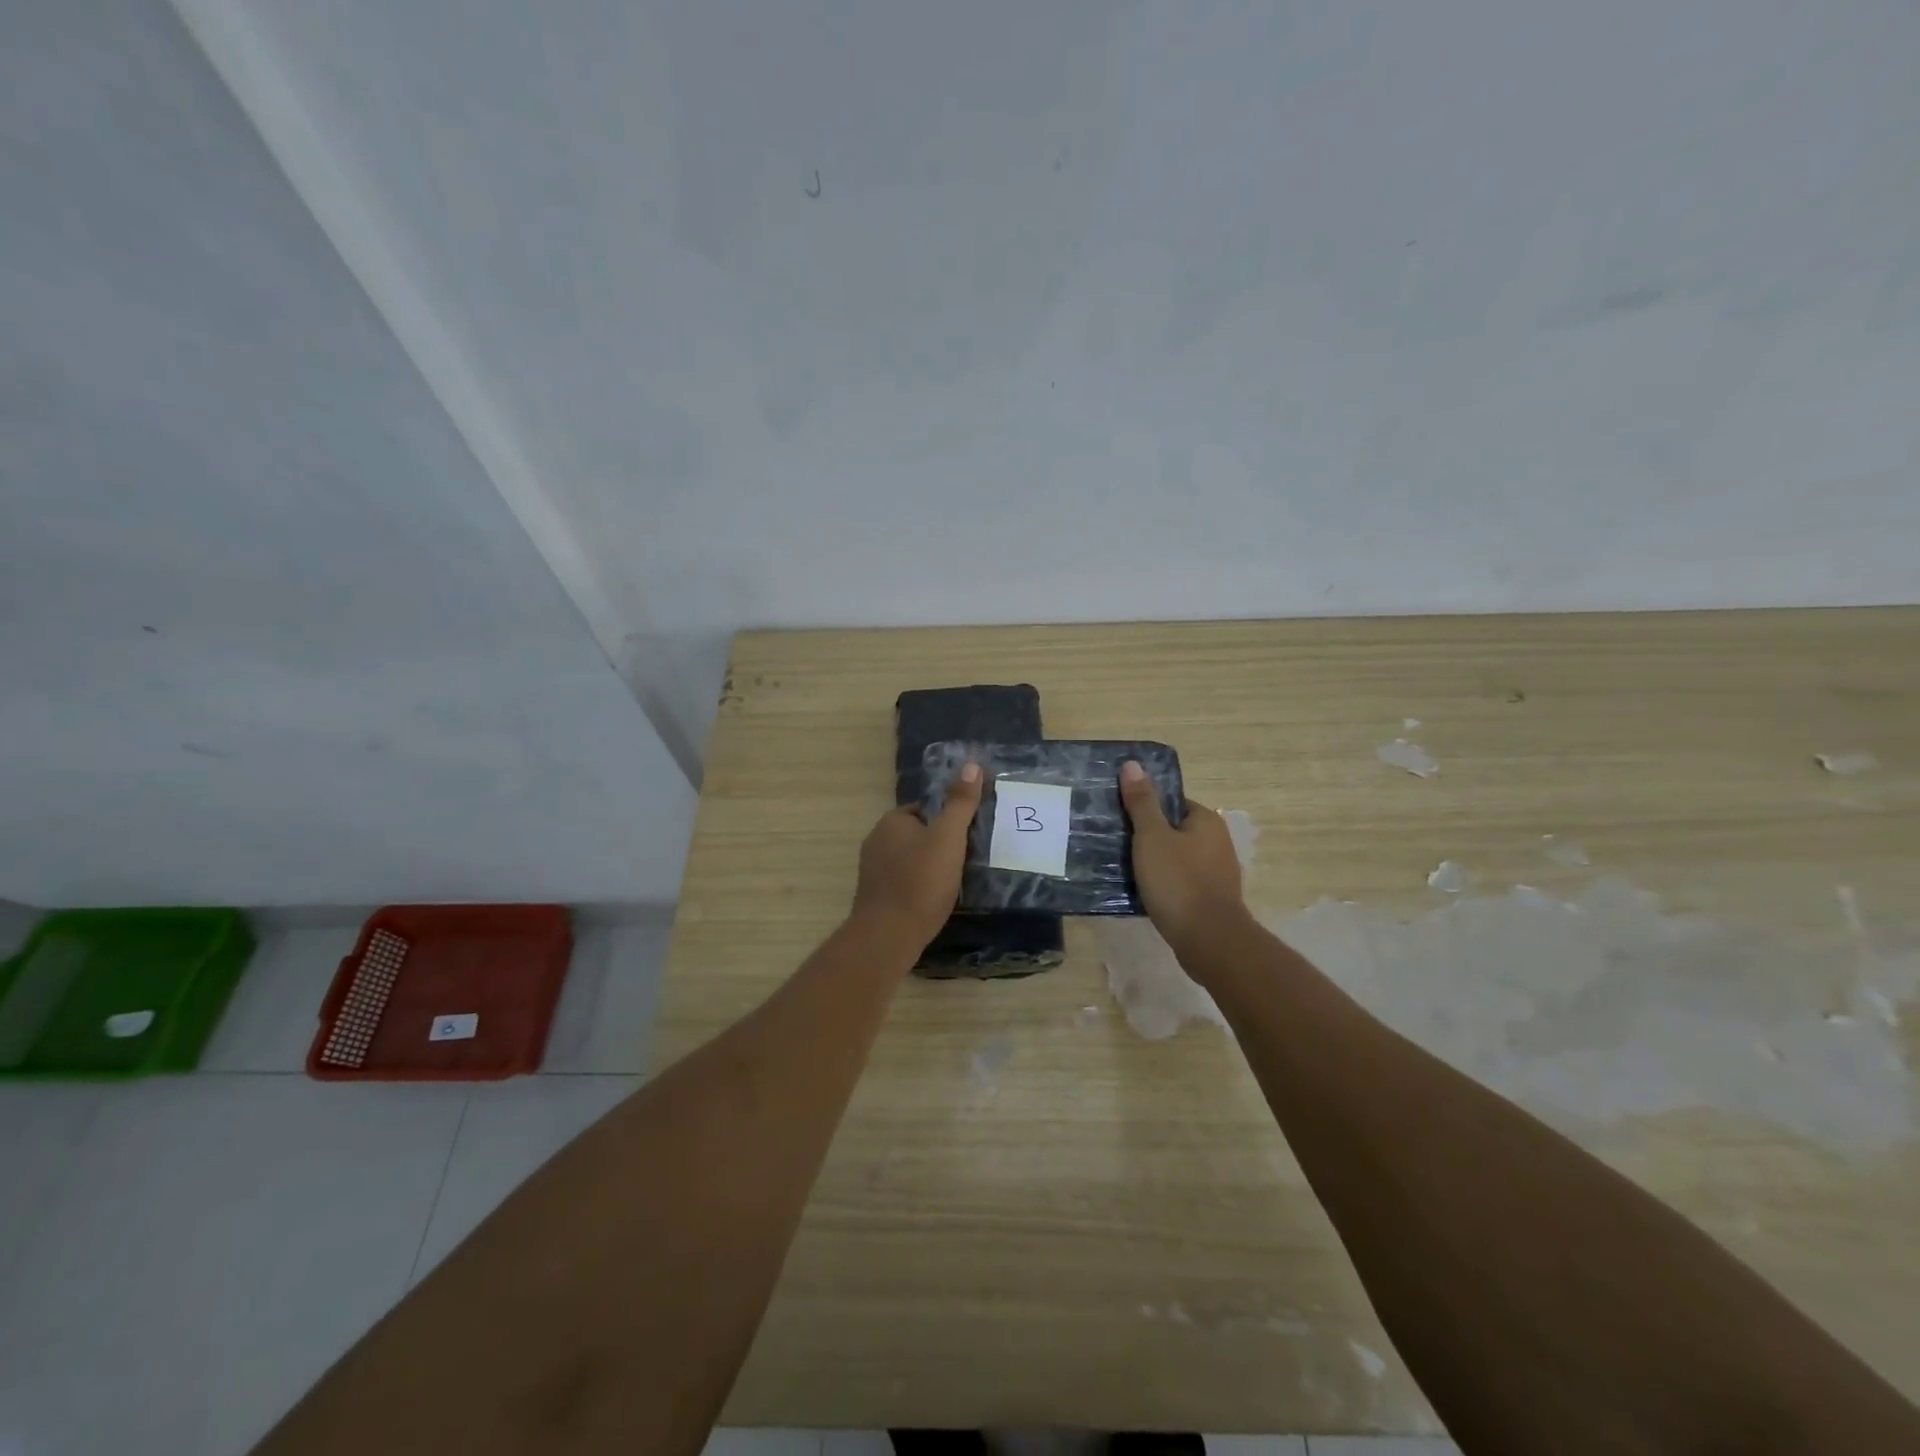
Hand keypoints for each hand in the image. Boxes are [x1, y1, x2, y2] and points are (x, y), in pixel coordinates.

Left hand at [849, 762, 983, 949]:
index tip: (970, 832)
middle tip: (968, 856)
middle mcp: (876, 841)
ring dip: (930, 867)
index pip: (924, 808)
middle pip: (917, 834)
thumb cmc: (920, 880)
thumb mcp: (948, 837)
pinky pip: (904, 882)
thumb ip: (960, 802)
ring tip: (957, 879)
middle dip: (939, 843)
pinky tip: (936, 899)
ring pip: (910, 860)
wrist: (888, 936)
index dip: (948, 818)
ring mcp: (873, 872)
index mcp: (891, 822)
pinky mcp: (876, 897)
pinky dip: (920, 886)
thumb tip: (971, 764)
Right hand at [1119, 760, 1250, 959]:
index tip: (1119, 817)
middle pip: (1173, 830)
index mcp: (1206, 821)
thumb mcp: (1152, 837)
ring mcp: (1216, 873)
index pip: (1172, 802)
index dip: (1145, 808)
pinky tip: (1141, 892)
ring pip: (1175, 858)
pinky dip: (1162, 885)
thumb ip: (1141, 802)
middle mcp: (1217, 842)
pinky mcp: (1209, 900)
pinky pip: (1179, 883)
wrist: (1209, 941)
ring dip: (1153, 863)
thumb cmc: (1179, 882)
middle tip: (1114, 842)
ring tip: (1121, 868)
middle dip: (1146, 836)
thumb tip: (1133, 764)